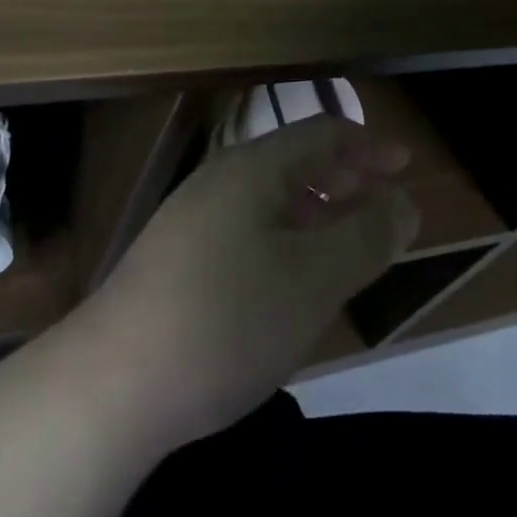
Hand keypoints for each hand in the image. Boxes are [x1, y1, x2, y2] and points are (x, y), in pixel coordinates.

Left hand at [84, 116, 418, 449]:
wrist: (111, 383)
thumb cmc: (227, 319)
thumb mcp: (313, 280)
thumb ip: (366, 237)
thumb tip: (403, 202)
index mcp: (254, 168)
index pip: (322, 134)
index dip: (368, 145)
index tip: (404, 163)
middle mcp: (221, 179)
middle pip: (295, 161)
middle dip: (345, 176)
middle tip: (384, 200)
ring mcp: (193, 217)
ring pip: (270, 197)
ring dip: (315, 209)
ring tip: (346, 240)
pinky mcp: (176, 257)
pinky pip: (247, 226)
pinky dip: (285, 236)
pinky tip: (291, 276)